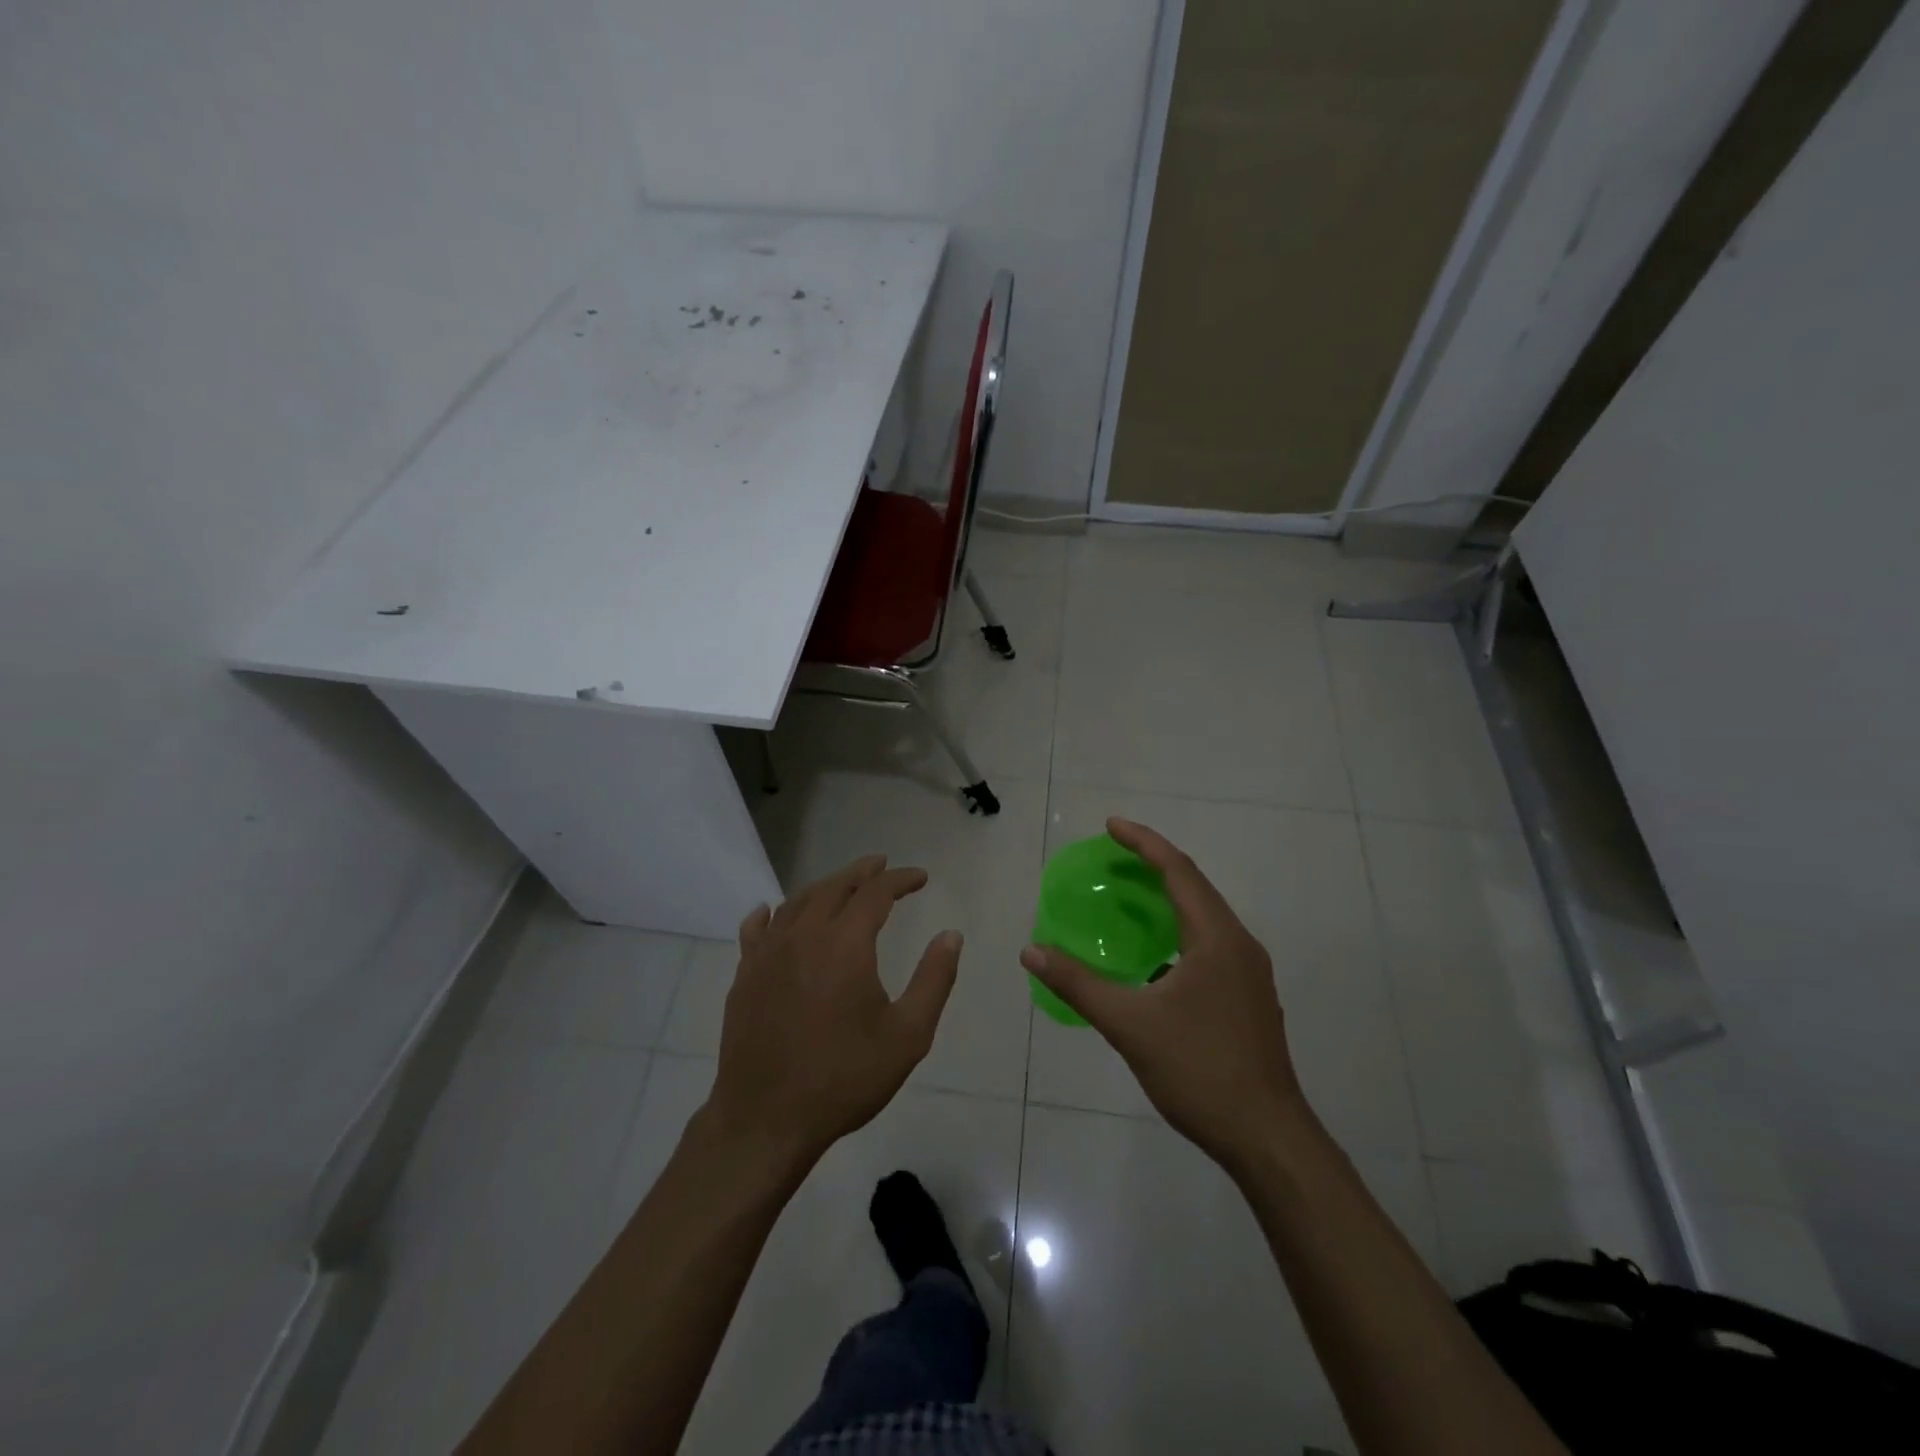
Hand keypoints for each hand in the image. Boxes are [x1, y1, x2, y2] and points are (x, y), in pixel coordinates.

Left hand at [703, 855, 961, 1170]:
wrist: (766, 1120)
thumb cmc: (844, 1078)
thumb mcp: (907, 1036)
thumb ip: (934, 979)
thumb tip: (951, 935)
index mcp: (845, 944)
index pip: (875, 892)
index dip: (900, 879)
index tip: (920, 877)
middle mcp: (804, 936)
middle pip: (834, 887)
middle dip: (862, 872)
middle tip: (882, 866)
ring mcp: (767, 954)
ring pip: (797, 903)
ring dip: (824, 888)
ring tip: (842, 886)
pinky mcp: (744, 976)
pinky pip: (756, 930)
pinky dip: (771, 914)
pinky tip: (772, 912)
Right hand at [1021, 819, 1309, 1176]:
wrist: (1267, 1138)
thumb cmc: (1200, 1071)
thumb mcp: (1130, 1025)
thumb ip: (1078, 984)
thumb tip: (1031, 952)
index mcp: (1217, 939)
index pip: (1178, 871)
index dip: (1143, 842)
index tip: (1110, 825)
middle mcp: (1239, 945)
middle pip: (1194, 887)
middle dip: (1153, 864)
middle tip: (1112, 856)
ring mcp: (1248, 973)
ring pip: (1204, 917)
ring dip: (1167, 898)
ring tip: (1128, 895)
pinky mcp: (1247, 997)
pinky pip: (1208, 943)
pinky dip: (1177, 931)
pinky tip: (1152, 956)